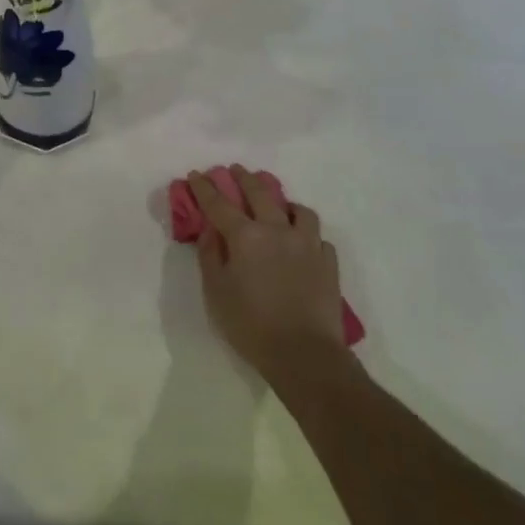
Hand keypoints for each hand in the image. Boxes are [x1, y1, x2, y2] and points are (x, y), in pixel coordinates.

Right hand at [185, 165, 345, 387]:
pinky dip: (306, 233)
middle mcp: (278, 230)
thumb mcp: (216, 291)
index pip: (219, 203)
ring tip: (277, 206)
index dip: (204, 187)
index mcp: (246, 236)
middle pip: (260, 192)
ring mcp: (308, 244)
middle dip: (243, 178)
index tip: (196, 174)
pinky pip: (317, 236)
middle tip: (234, 170)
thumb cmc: (251, 324)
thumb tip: (210, 229)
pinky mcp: (328, 262)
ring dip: (283, 202)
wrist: (304, 354)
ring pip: (298, 209)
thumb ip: (210, 254)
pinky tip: (301, 242)